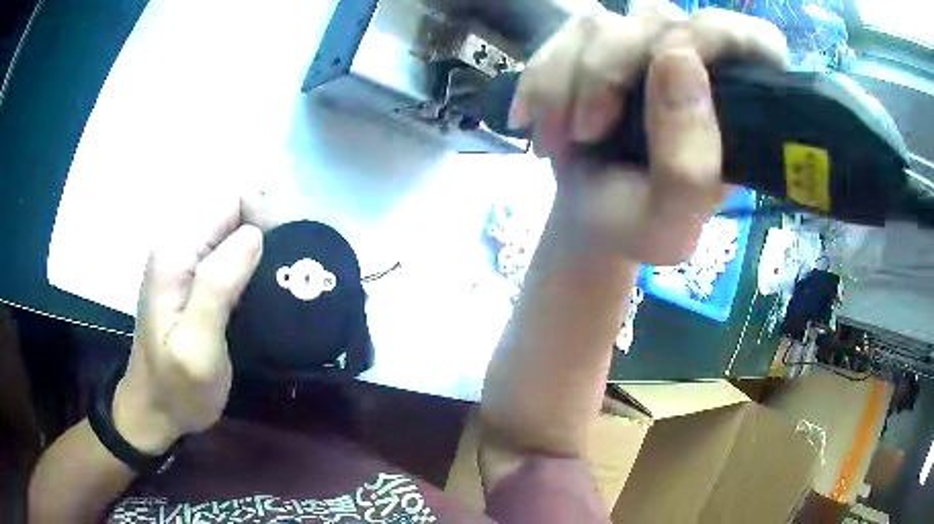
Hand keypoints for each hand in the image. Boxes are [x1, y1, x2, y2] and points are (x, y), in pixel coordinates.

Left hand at [112, 195, 276, 453]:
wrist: (155, 410)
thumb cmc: (177, 388)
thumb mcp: (197, 347)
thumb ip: (217, 287)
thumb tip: (254, 235)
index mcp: (176, 251)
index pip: (232, 200)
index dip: (265, 221)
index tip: (284, 264)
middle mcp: (178, 243)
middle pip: (235, 211)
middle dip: (267, 237)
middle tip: (283, 283)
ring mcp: (184, 260)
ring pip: (235, 232)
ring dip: (262, 253)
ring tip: (276, 291)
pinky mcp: (192, 278)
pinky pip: (230, 254)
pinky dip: (252, 267)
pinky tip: (260, 296)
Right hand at [510, 3, 786, 264]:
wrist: (586, 213)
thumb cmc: (635, 223)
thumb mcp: (668, 223)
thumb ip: (689, 164)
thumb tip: (677, 58)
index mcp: (742, 109)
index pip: (758, 42)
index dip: (723, 39)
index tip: (675, 65)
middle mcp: (701, 65)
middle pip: (663, 22)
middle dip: (609, 72)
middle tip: (587, 131)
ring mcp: (649, 45)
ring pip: (604, 25)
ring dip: (565, 82)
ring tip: (558, 141)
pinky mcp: (603, 40)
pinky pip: (565, 33)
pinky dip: (541, 77)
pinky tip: (533, 117)